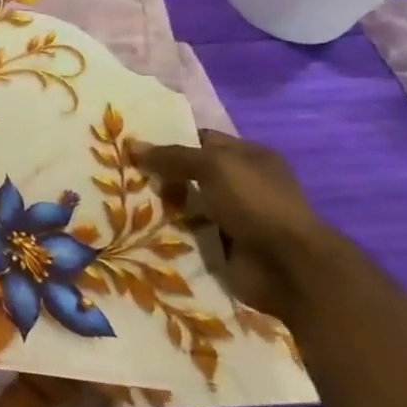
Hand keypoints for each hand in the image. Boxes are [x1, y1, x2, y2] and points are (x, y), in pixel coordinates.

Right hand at [132, 130, 340, 320]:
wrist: (287, 267)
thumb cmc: (256, 204)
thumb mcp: (214, 166)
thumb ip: (174, 155)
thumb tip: (133, 146)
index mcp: (249, 157)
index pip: (201, 139)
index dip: (168, 139)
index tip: (130, 145)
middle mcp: (242, 183)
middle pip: (188, 173)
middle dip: (157, 174)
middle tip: (118, 173)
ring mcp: (232, 215)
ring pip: (183, 203)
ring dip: (158, 204)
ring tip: (120, 199)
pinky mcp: (221, 244)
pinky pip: (185, 231)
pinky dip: (166, 230)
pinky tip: (136, 225)